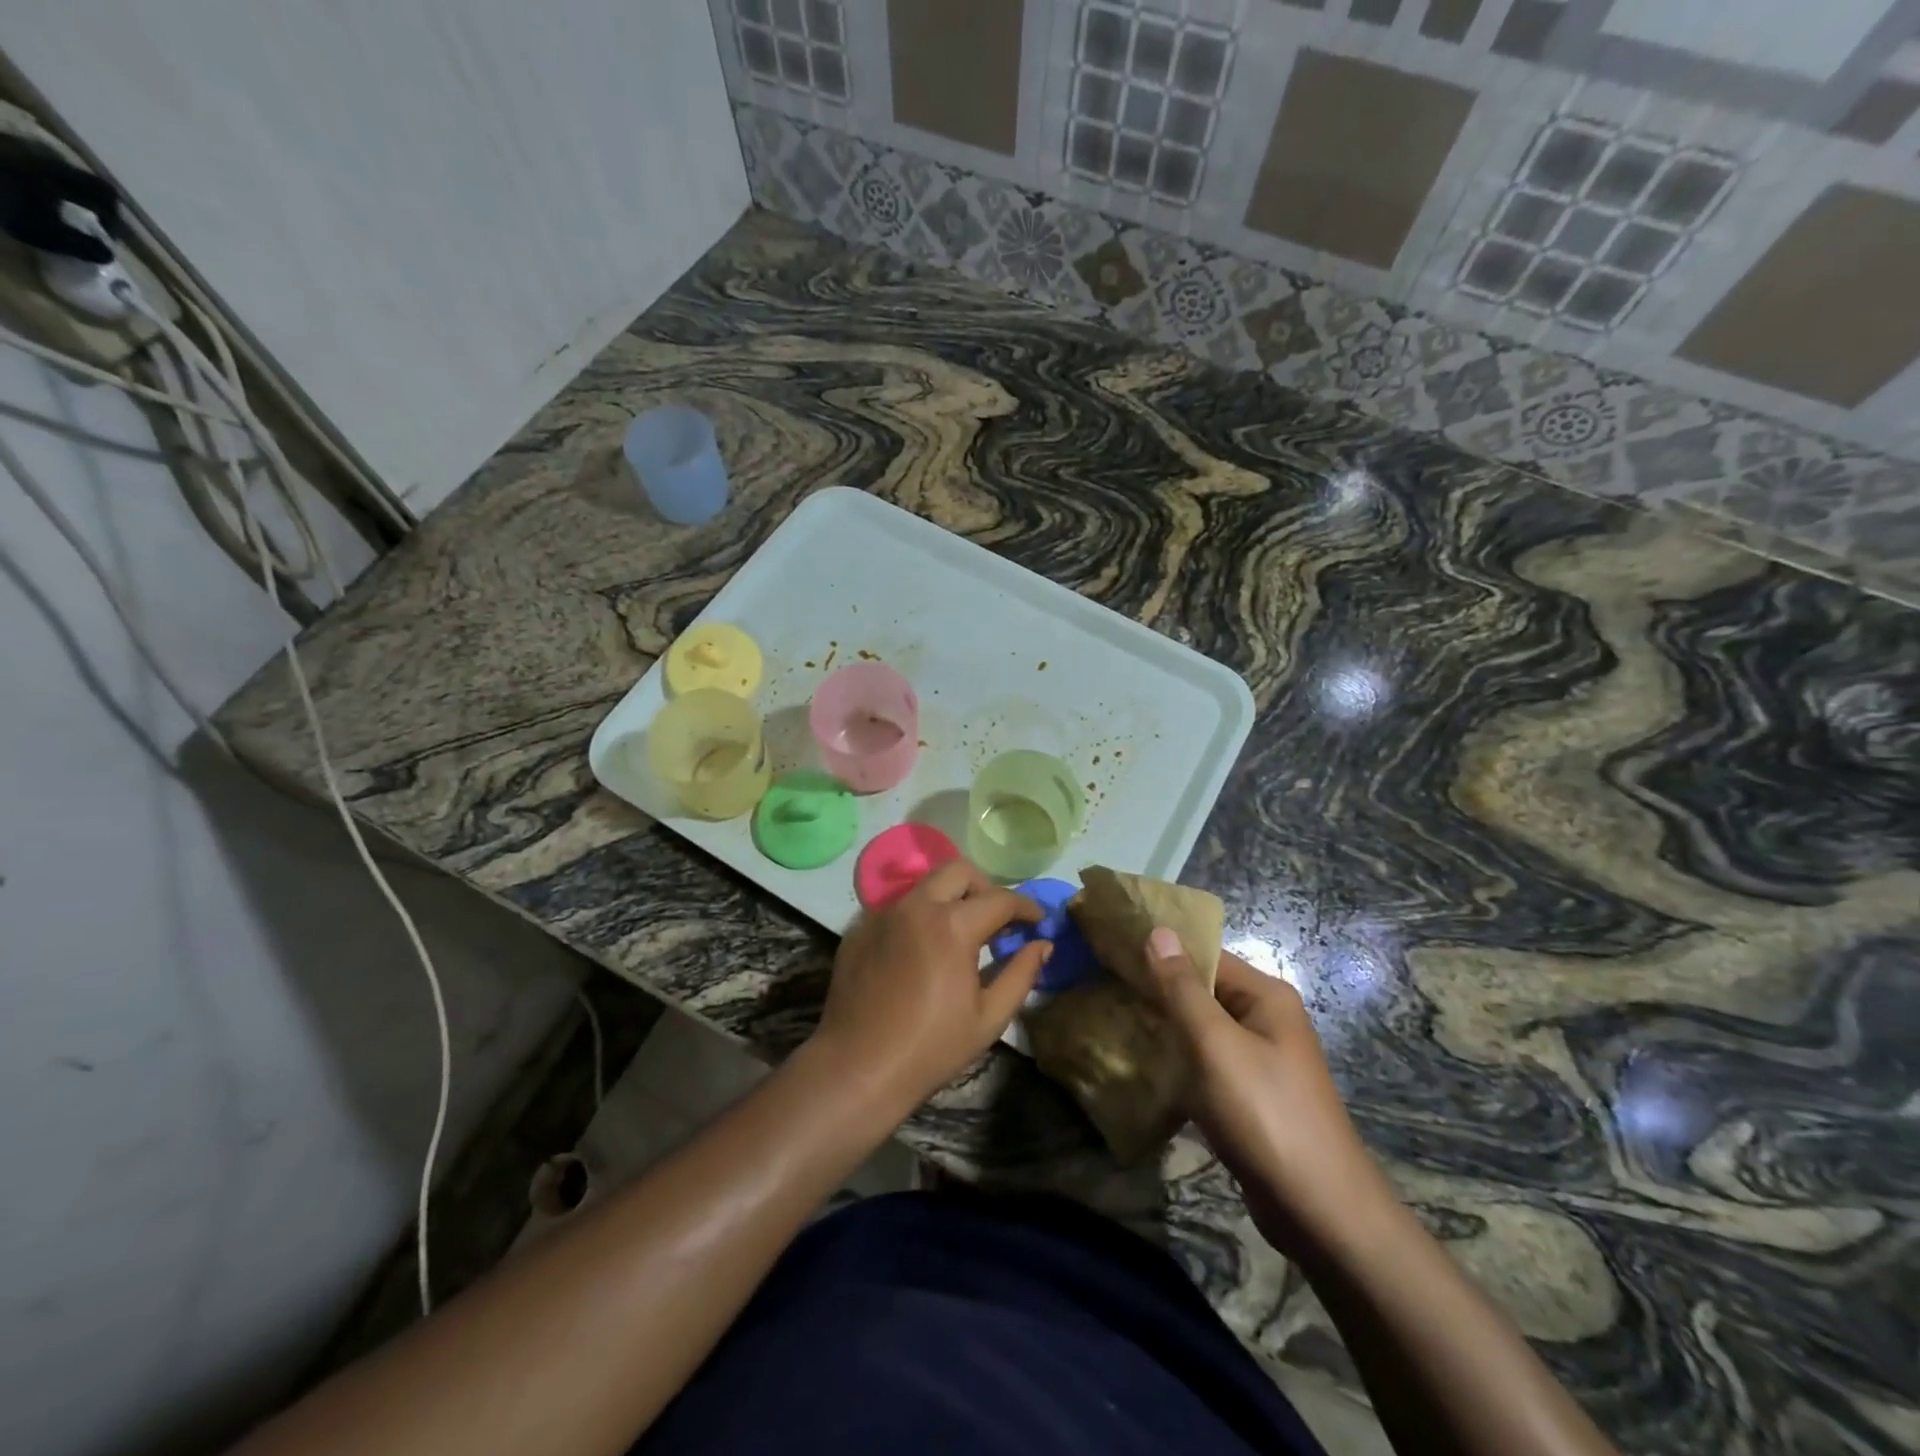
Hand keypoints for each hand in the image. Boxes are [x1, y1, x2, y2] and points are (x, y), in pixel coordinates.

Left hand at [811, 861, 1046, 1115]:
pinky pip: (897, 907)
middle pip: (960, 871)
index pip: (1000, 899)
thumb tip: (1043, 944)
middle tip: (996, 921)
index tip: (1038, 921)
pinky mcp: (860, 927)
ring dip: (950, 899)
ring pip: (925, 885)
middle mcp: (916, 905)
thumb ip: (1021, 973)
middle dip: (985, 888)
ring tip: (959, 935)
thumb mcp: (989, 1017)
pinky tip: (921, 951)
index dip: (1026, 907)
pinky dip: (918, 917)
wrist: (857, 1068)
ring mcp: (883, 913)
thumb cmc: (931, 1047)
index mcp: (952, 925)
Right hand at [1143, 932, 1391, 1253]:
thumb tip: (1159, 930)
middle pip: (1204, 991)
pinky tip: (1143, 1066)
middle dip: (1158, 990)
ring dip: (1166, 1028)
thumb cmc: (1265, 1113)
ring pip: (1202, 1031)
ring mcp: (1261, 1061)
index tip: (1113, 949)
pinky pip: (1207, 1065)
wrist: (1319, 1212)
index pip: (1207, 954)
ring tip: (1114, 1019)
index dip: (1162, 950)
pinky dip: (1179, 1063)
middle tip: (1104, 985)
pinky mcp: (1251, 1097)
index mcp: (1266, 997)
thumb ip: (1183, 988)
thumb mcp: (1215, 1044)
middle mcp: (1267, 1020)